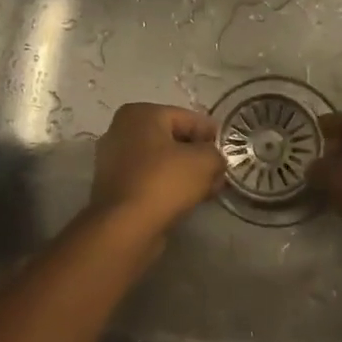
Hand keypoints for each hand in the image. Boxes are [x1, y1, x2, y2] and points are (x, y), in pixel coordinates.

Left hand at [88, 103, 225, 242]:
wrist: (125, 227)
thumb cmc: (164, 182)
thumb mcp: (205, 161)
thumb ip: (216, 154)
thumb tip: (214, 160)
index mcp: (140, 113)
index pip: (187, 118)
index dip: (211, 135)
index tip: (228, 152)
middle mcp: (120, 130)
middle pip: (172, 139)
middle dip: (198, 155)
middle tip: (219, 172)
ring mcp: (112, 160)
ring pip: (160, 161)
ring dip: (184, 173)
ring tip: (207, 189)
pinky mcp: (113, 187)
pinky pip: (149, 179)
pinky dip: (167, 186)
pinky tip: (186, 200)